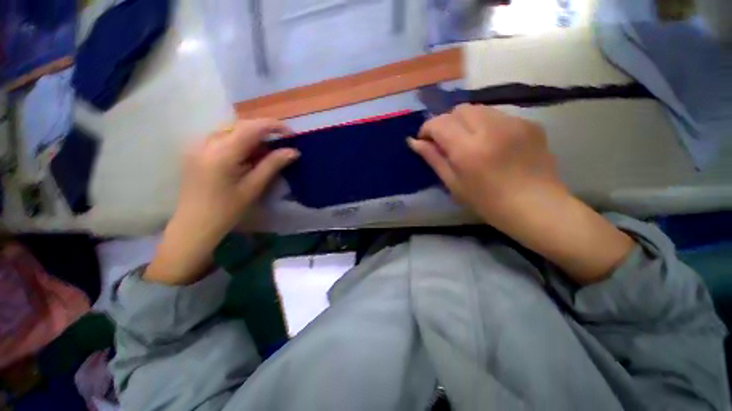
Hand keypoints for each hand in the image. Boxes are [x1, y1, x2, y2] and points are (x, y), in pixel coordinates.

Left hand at [145, 119, 298, 284]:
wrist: (194, 225)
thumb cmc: (227, 210)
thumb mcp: (253, 187)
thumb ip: (272, 165)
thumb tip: (293, 151)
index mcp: (222, 153)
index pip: (251, 127)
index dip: (274, 126)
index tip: (291, 134)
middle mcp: (207, 142)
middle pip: (241, 125)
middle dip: (263, 131)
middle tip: (280, 145)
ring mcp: (199, 146)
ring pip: (231, 130)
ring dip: (251, 136)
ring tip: (265, 153)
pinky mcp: (196, 152)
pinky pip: (222, 137)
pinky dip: (239, 142)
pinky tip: (246, 157)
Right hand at [408, 104, 564, 225]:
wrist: (536, 207)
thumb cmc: (487, 202)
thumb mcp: (453, 184)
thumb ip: (433, 158)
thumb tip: (414, 142)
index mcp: (468, 149)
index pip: (439, 123)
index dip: (427, 128)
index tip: (425, 140)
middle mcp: (490, 129)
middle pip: (459, 109)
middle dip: (447, 122)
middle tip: (447, 142)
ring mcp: (513, 123)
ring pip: (479, 109)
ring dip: (466, 122)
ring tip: (470, 142)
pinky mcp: (529, 123)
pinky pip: (498, 115)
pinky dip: (487, 125)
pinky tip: (493, 144)